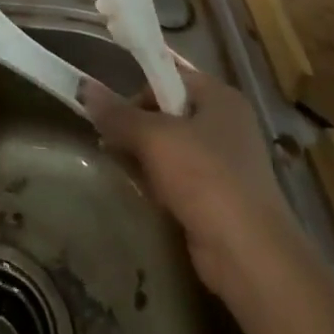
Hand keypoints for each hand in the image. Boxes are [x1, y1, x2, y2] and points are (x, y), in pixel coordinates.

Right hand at [80, 67, 298, 294]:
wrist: (250, 256)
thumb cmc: (204, 178)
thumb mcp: (153, 138)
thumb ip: (117, 113)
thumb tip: (84, 88)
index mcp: (220, 97)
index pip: (169, 77)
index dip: (138, 91)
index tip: (113, 113)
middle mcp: (227, 124)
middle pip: (168, 112)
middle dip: (137, 127)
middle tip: (111, 142)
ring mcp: (227, 163)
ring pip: (172, 147)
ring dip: (145, 156)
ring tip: (123, 167)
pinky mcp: (221, 198)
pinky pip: (181, 177)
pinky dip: (160, 182)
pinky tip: (145, 193)